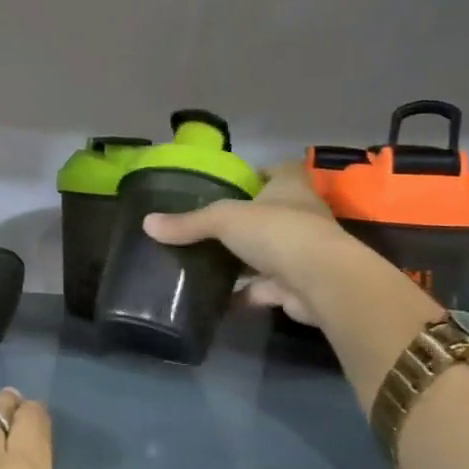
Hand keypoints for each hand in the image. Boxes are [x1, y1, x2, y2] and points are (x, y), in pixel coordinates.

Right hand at [141, 163, 357, 324]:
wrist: (321, 282)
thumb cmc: (277, 232)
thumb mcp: (222, 219)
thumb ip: (187, 223)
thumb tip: (147, 224)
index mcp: (290, 189)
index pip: (280, 170)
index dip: (261, 172)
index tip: (234, 182)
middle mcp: (302, 216)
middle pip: (271, 213)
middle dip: (245, 221)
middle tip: (208, 226)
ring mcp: (303, 253)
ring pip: (268, 252)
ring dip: (243, 260)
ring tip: (206, 262)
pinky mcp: (298, 286)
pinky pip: (265, 288)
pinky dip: (244, 293)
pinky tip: (217, 298)